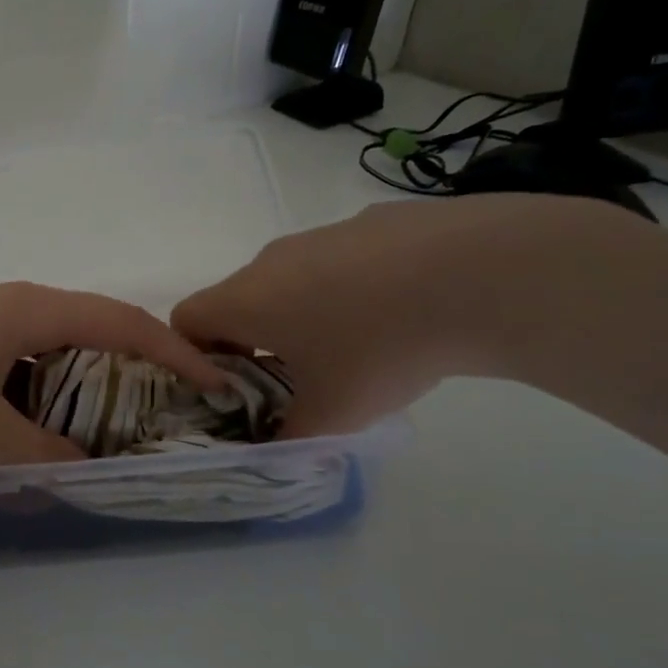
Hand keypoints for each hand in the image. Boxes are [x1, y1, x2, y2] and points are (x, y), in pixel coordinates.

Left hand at [0, 283, 231, 474]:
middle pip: (79, 325)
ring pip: (35, 343)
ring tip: (81, 424)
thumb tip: (76, 462)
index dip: (171, 350)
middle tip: (145, 407)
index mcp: (23, 309)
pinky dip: (24, 386)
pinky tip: (12, 424)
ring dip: (66, 379)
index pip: (117, 321)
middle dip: (119, 364)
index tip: (210, 378)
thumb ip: (46, 455)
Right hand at [172, 195, 630, 434]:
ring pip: (291, 280)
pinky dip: (350, 289)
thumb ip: (290, 438)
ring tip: (357, 349)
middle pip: (239, 301)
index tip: (234, 389)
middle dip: (254, 342)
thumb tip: (278, 445)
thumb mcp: (333, 414)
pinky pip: (339, 262)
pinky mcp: (373, 222)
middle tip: (295, 381)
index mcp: (246, 299)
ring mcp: (323, 235)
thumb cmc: (381, 348)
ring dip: (302, 315)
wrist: (481, 274)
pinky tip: (402, 313)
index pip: (185, 320)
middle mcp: (272, 260)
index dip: (196, 357)